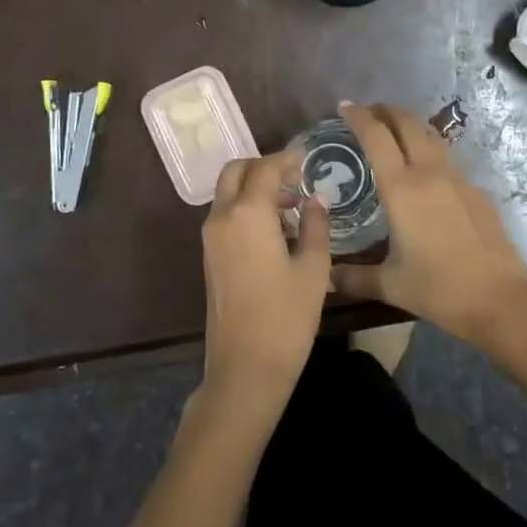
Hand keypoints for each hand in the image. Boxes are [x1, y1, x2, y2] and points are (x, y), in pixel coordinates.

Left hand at [196, 151, 331, 426]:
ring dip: (254, 188)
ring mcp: (211, 237)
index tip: (307, 159)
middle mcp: (222, 217)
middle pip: (236, 172)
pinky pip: (226, 215)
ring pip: (228, 193)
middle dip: (263, 167)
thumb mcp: (314, 269)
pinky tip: (276, 229)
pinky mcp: (209, 256)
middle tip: (294, 177)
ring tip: (292, 205)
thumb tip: (317, 198)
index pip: (266, 168)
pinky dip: (246, 208)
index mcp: (248, 213)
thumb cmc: (286, 316)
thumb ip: (316, 225)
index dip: (287, 159)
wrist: (245, 367)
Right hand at [333, 102, 526, 345]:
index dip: (358, 117)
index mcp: (402, 189)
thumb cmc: (440, 290)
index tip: (344, 107)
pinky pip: (448, 159)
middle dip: (386, 111)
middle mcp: (429, 173)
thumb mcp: (391, 285)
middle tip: (368, 113)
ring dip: (410, 125)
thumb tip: (327, 278)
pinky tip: (426, 173)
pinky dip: (430, 151)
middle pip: (407, 123)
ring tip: (395, 132)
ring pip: (431, 136)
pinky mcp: (477, 191)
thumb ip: (355, 278)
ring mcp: (458, 179)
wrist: (501, 299)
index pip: (376, 137)